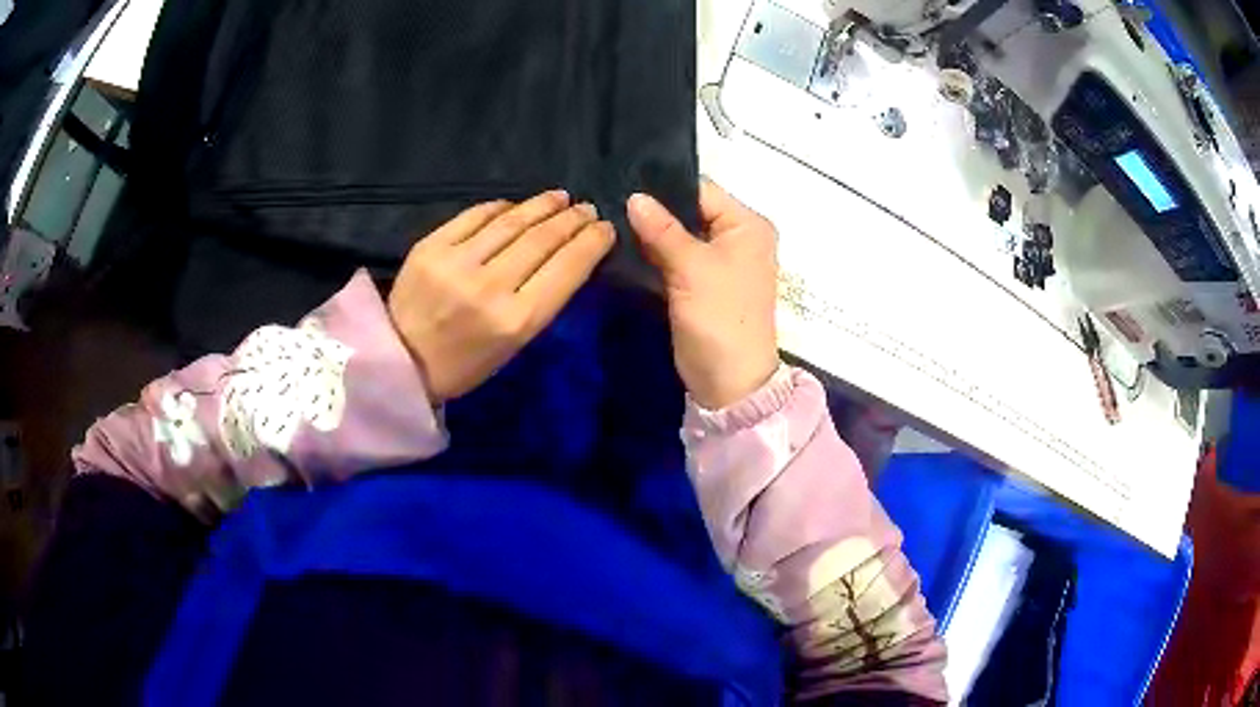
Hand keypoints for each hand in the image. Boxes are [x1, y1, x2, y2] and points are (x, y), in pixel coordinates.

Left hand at [389, 191, 614, 403]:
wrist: (400, 360)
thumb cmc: (464, 363)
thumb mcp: (514, 345)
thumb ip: (541, 300)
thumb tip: (566, 255)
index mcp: (517, 320)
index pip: (567, 268)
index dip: (592, 242)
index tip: (605, 229)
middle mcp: (490, 286)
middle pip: (542, 239)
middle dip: (571, 220)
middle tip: (587, 209)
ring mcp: (457, 262)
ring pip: (512, 221)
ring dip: (542, 205)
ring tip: (560, 198)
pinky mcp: (431, 246)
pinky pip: (475, 215)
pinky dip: (500, 207)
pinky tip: (515, 206)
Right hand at [628, 180, 778, 409]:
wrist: (728, 381)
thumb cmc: (719, 317)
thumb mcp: (691, 268)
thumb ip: (661, 229)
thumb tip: (634, 196)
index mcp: (746, 225)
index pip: (701, 190)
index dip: (664, 187)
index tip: (623, 182)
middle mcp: (736, 237)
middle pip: (690, 211)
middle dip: (654, 209)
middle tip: (609, 199)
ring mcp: (718, 261)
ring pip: (679, 235)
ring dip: (651, 232)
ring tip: (609, 217)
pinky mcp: (701, 282)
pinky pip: (675, 257)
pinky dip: (654, 253)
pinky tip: (622, 242)